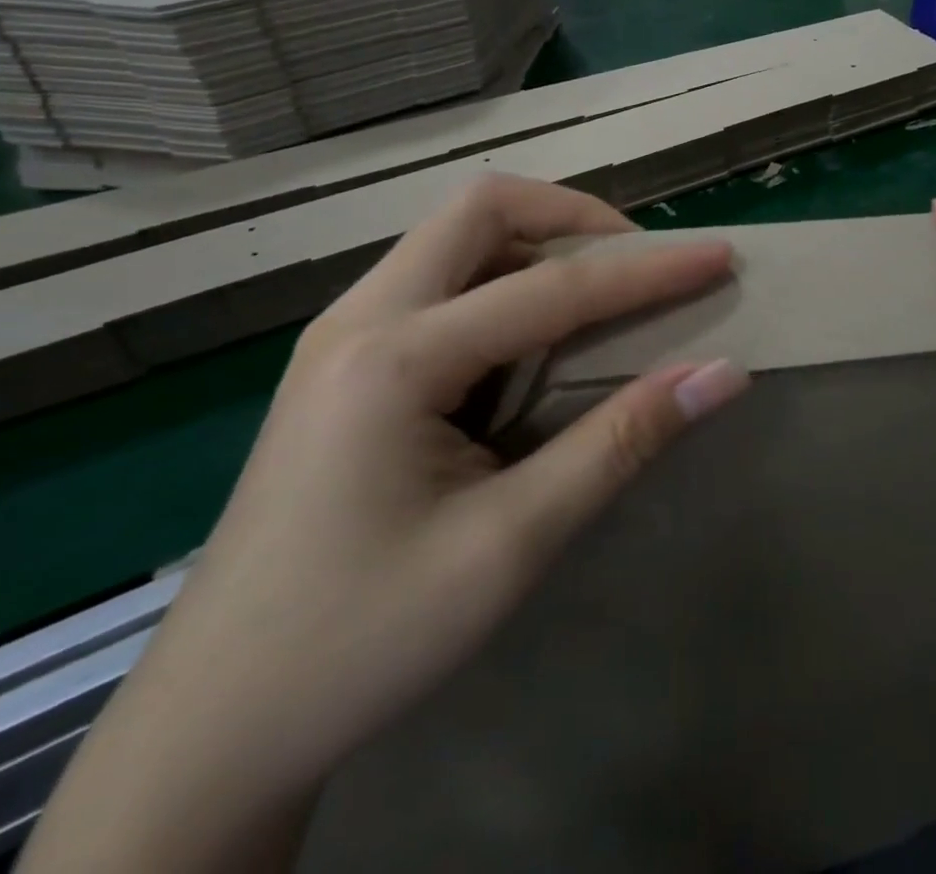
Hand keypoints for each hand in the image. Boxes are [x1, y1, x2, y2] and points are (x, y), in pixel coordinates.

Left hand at [25, 178, 746, 868]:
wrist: (215, 724)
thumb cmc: (363, 639)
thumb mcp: (510, 544)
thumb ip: (619, 442)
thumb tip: (720, 374)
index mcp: (394, 357)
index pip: (553, 289)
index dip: (648, 271)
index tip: (720, 256)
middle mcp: (359, 318)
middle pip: (481, 210)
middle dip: (575, 218)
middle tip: (639, 262)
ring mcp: (343, 333)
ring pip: (456, 237)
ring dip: (538, 244)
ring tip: (602, 292)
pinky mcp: (345, 360)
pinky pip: (440, 280)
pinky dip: (504, 280)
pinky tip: (534, 336)